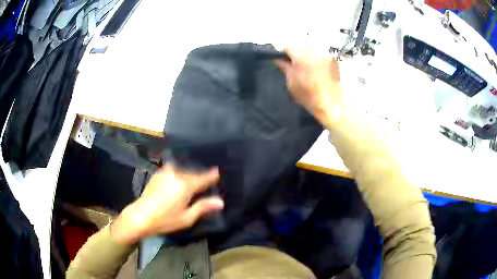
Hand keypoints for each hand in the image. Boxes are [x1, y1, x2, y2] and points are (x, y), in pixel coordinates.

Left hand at [111, 164, 223, 244]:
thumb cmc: (165, 220)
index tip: (217, 172)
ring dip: (188, 174)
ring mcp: (165, 173)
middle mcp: (176, 175)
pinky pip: (173, 170)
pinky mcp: (158, 174)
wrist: (140, 216)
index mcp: (185, 186)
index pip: (203, 178)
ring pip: (182, 171)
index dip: (211, 176)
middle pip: (193, 173)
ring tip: (191, 180)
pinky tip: (177, 181)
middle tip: (205, 181)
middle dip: (199, 177)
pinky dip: (178, 173)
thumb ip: (203, 207)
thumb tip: (220, 201)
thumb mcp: (186, 218)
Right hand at [275, 47, 344, 127]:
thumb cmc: (309, 97)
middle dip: (298, 53)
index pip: (289, 46)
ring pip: (314, 51)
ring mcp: (326, 56)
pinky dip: (319, 61)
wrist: (332, 105)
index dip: (284, 52)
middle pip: (302, 47)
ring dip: (309, 56)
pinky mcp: (334, 62)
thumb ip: (285, 69)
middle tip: (296, 64)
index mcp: (301, 57)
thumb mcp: (292, 84)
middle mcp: (314, 53)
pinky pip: (323, 56)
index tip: (283, 59)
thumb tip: (279, 60)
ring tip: (309, 68)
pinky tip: (319, 71)